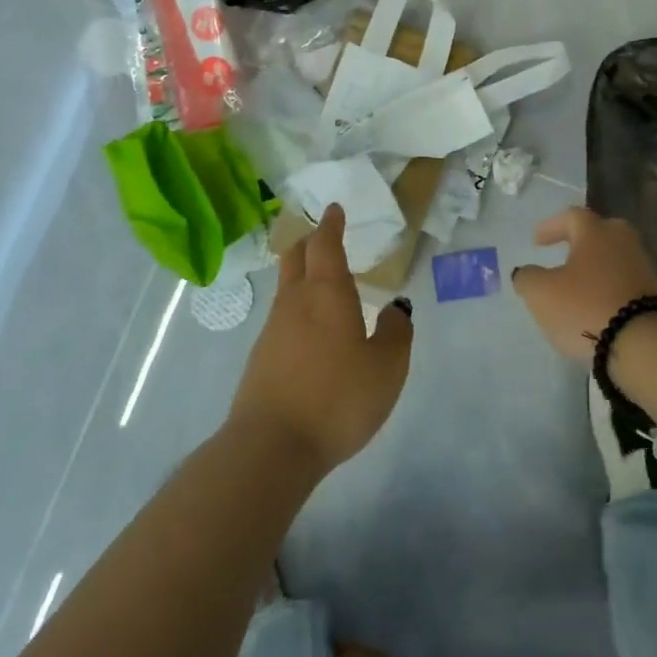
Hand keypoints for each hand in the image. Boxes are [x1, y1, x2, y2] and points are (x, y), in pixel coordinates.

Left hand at [229, 204, 412, 475]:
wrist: (271, 447)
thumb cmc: (337, 398)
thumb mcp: (387, 368)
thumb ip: (395, 332)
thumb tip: (394, 309)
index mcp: (327, 293)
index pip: (325, 245)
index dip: (331, 225)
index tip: (334, 210)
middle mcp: (295, 302)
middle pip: (296, 258)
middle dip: (310, 242)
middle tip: (324, 237)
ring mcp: (272, 330)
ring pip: (286, 288)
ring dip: (302, 276)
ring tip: (323, 285)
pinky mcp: (260, 358)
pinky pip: (282, 318)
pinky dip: (297, 309)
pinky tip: (311, 331)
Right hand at [512, 206, 656, 362]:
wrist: (644, 344)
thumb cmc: (585, 307)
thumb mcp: (541, 293)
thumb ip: (527, 278)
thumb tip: (527, 272)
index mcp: (595, 232)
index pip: (572, 216)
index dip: (551, 226)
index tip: (537, 242)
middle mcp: (622, 242)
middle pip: (601, 232)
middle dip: (581, 241)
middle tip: (565, 254)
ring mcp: (644, 268)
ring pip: (615, 258)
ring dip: (596, 267)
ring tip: (580, 286)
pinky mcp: (656, 296)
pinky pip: (626, 283)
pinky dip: (610, 289)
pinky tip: (598, 306)